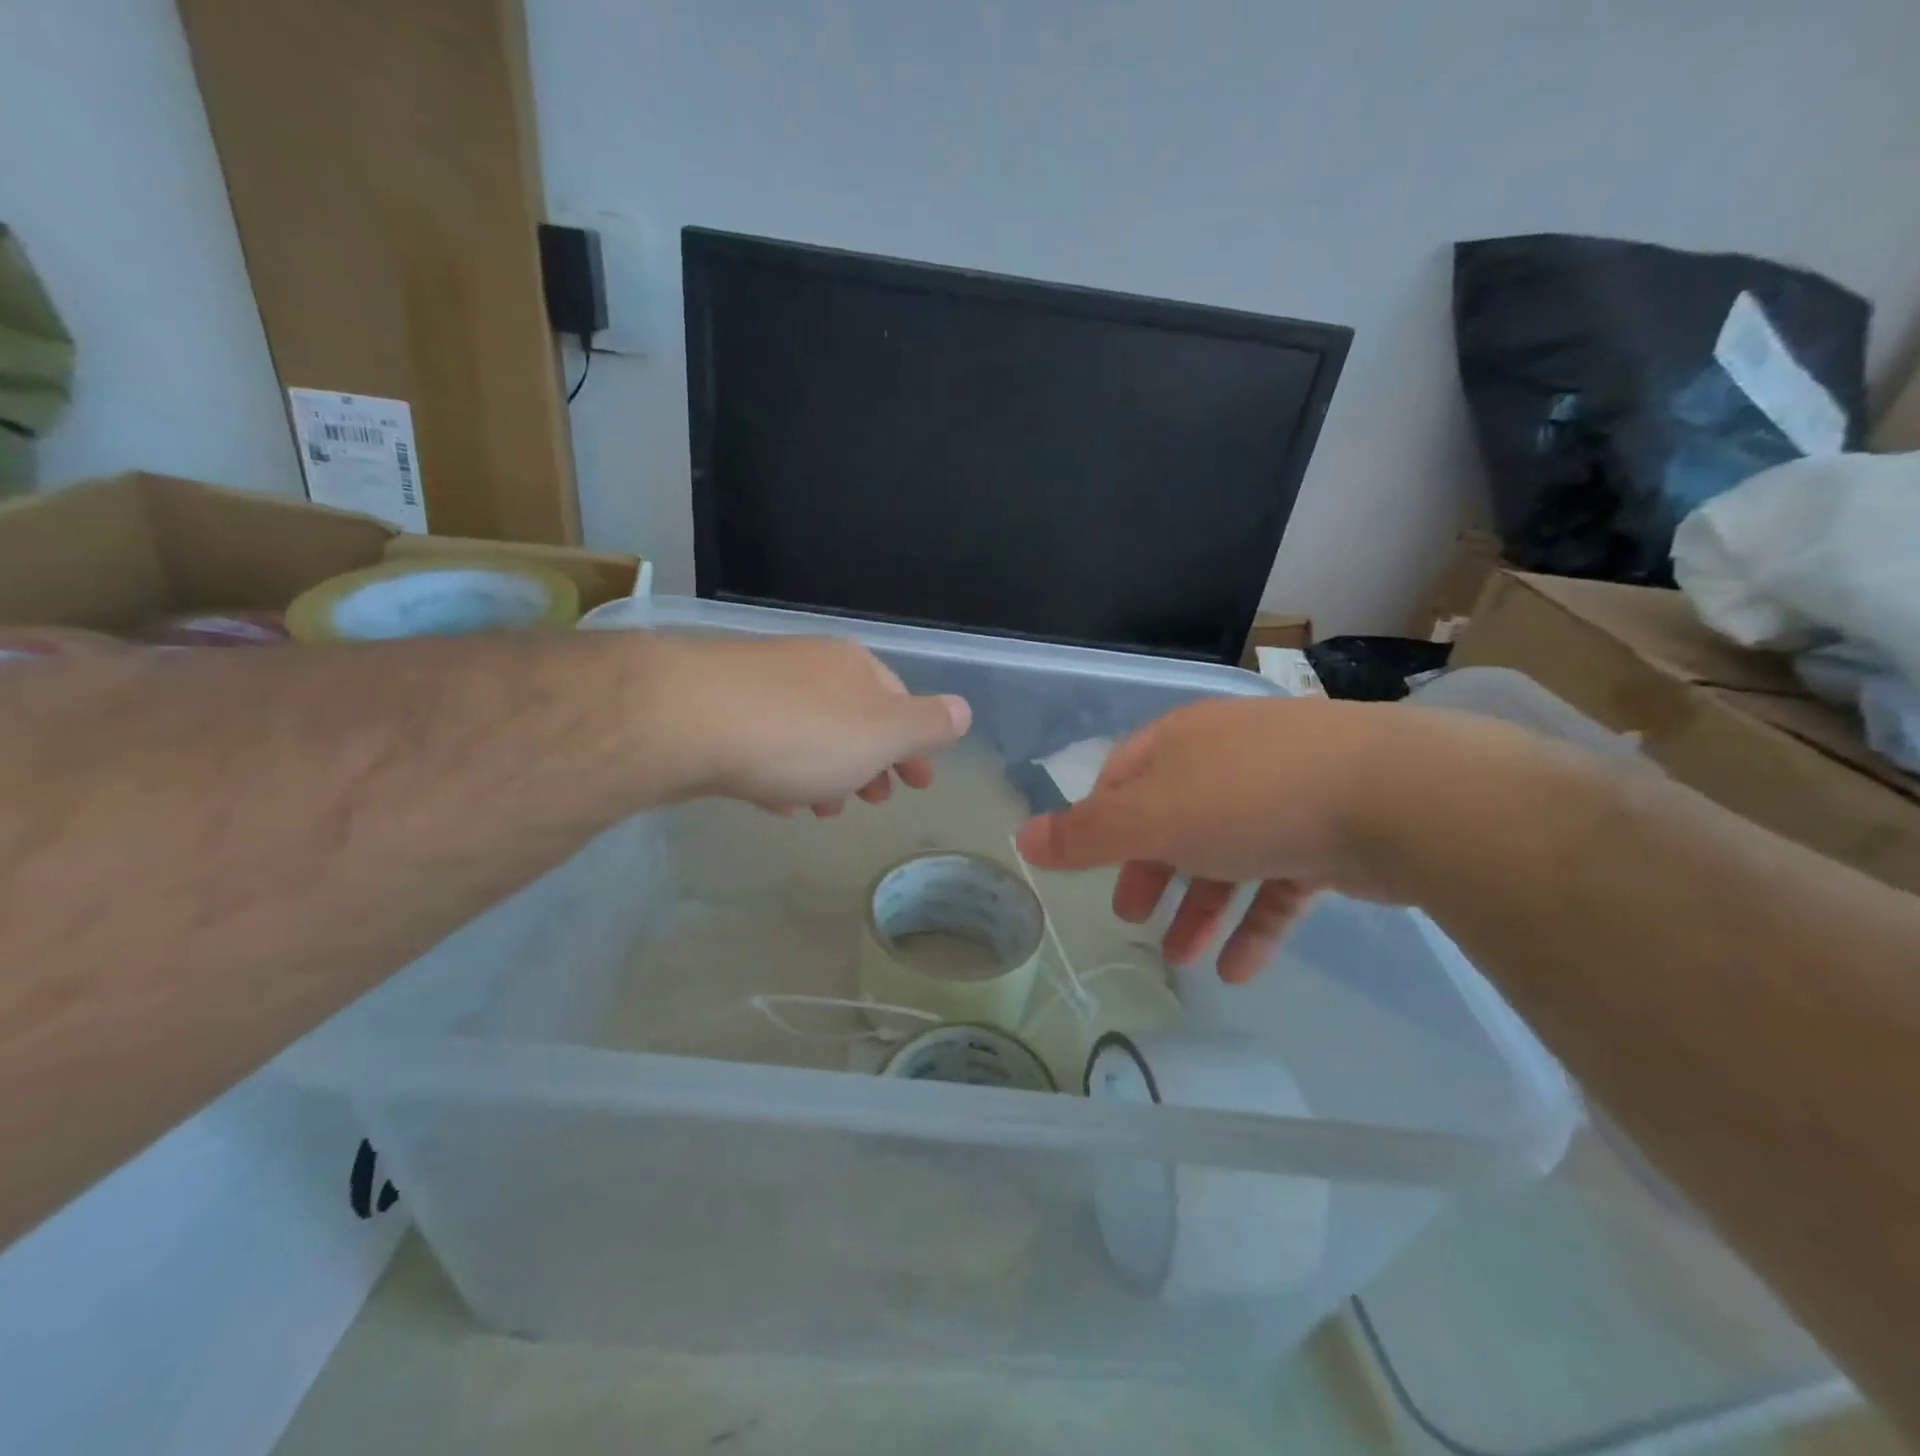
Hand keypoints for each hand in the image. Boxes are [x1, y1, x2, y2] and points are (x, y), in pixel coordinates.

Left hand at [665, 635, 970, 815]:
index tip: (919, 783)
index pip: (900, 702)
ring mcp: (760, 684)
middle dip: (870, 761)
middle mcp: (811, 666)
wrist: (686, 717)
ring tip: (822, 810)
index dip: (915, 744)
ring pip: (809, 732)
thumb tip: (962, 710)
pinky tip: (774, 798)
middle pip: (854, 717)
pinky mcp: (716, 709)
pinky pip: (764, 743)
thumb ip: (927, 724)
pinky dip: (781, 770)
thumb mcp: (884, 733)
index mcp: (857, 668)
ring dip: (826, 771)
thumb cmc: (802, 733)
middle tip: (874, 800)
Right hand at [1015, 697, 1418, 982]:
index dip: (1099, 820)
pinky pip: (1278, 884)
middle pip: (1173, 819)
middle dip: (1149, 871)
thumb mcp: (1151, 817)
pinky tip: (1239, 970)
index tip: (1089, 865)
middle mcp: (1228, 762)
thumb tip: (1022, 838)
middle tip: (1130, 917)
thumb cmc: (1249, 798)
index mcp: (1182, 744)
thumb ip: (1085, 834)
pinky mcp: (1328, 838)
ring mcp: (1282, 797)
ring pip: (1225, 857)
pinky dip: (1254, 924)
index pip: (1123, 776)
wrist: (1395, 796)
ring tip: (1182, 958)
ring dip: (1198, 908)